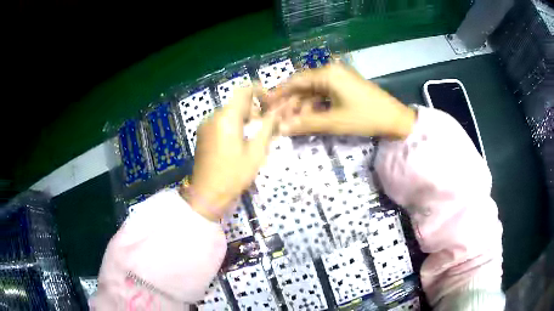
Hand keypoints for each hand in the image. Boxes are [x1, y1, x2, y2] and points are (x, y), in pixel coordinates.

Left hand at [182, 85, 279, 221]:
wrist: (207, 195)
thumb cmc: (234, 175)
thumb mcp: (256, 152)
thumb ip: (267, 127)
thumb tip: (278, 111)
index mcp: (226, 117)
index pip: (243, 90)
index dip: (259, 91)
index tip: (271, 102)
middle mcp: (213, 116)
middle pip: (237, 103)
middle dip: (254, 109)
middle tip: (268, 125)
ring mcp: (206, 125)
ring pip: (229, 113)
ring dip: (244, 118)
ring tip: (256, 136)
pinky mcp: (203, 135)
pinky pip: (221, 123)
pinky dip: (234, 125)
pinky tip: (241, 142)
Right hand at [270, 63, 415, 138]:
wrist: (395, 119)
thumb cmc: (365, 117)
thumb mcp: (334, 122)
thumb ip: (305, 123)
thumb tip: (281, 128)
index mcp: (327, 74)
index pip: (295, 81)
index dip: (278, 94)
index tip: (266, 106)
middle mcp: (330, 72)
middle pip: (303, 86)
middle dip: (289, 103)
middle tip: (277, 119)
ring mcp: (338, 79)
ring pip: (312, 92)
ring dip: (301, 106)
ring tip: (292, 123)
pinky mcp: (344, 87)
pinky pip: (323, 95)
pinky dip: (314, 106)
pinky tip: (308, 118)